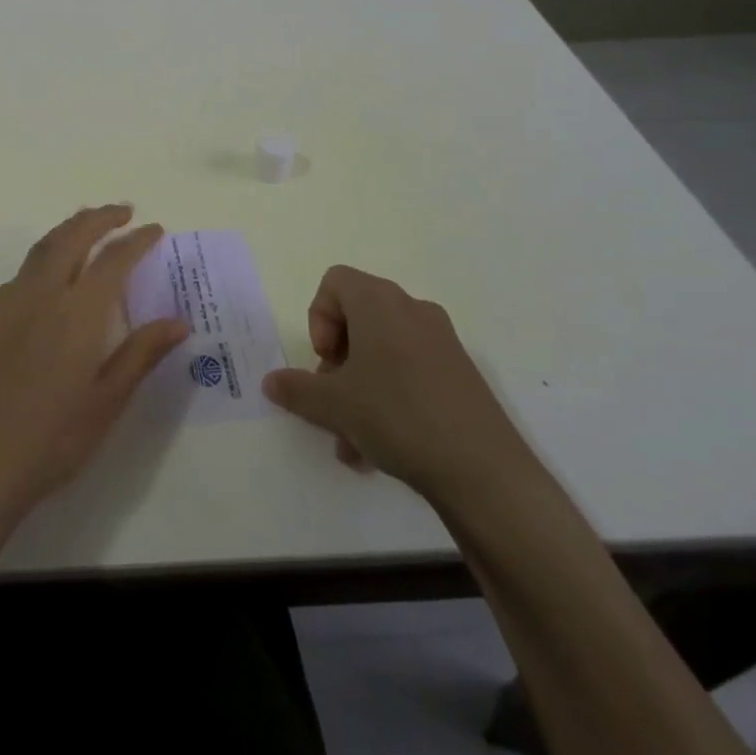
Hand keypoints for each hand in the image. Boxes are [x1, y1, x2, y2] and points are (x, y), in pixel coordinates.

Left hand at [0, 205, 189, 533]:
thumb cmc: (52, 439)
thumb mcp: (107, 402)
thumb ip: (141, 354)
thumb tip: (179, 321)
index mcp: (77, 313)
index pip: (113, 260)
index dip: (137, 240)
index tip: (155, 229)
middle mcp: (43, 294)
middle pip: (72, 237)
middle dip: (99, 217)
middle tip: (123, 211)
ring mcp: (12, 302)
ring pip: (44, 246)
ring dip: (70, 227)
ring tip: (90, 222)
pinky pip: (25, 268)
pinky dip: (47, 251)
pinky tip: (53, 269)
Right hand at [262, 266, 531, 503]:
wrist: (485, 472)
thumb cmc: (397, 416)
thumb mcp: (332, 404)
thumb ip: (295, 389)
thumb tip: (270, 381)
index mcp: (379, 302)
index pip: (334, 282)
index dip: (318, 318)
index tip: (324, 361)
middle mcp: (412, 310)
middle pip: (358, 318)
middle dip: (337, 361)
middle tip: (333, 401)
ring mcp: (442, 342)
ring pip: (382, 352)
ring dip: (359, 387)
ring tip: (350, 440)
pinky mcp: (461, 375)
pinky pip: (410, 372)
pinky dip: (388, 398)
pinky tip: (380, 448)